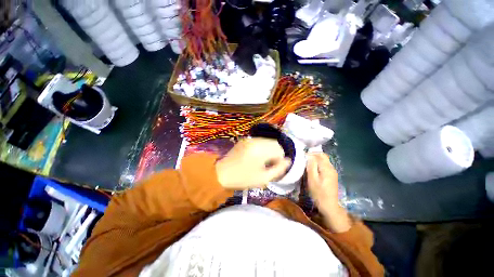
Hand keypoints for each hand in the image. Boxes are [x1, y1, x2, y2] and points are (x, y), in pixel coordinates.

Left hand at [216, 138, 290, 189]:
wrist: (221, 173)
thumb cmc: (242, 178)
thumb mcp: (263, 178)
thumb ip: (278, 169)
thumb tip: (288, 160)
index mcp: (260, 149)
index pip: (279, 149)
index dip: (279, 159)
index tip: (274, 167)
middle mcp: (256, 140)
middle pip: (274, 143)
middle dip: (275, 153)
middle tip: (269, 164)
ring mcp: (249, 139)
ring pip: (267, 141)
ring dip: (269, 150)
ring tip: (263, 161)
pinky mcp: (245, 140)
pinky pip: (259, 141)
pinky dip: (262, 147)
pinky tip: (257, 156)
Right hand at [307, 152, 351, 232]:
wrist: (329, 205)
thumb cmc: (318, 193)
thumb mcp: (312, 179)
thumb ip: (311, 166)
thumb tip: (309, 156)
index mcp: (327, 168)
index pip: (320, 155)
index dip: (311, 153)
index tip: (303, 156)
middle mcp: (332, 168)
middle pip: (323, 156)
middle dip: (314, 155)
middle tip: (304, 159)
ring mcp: (333, 172)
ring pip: (324, 161)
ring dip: (316, 160)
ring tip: (307, 163)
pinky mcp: (332, 176)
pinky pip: (325, 166)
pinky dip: (319, 164)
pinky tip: (313, 169)